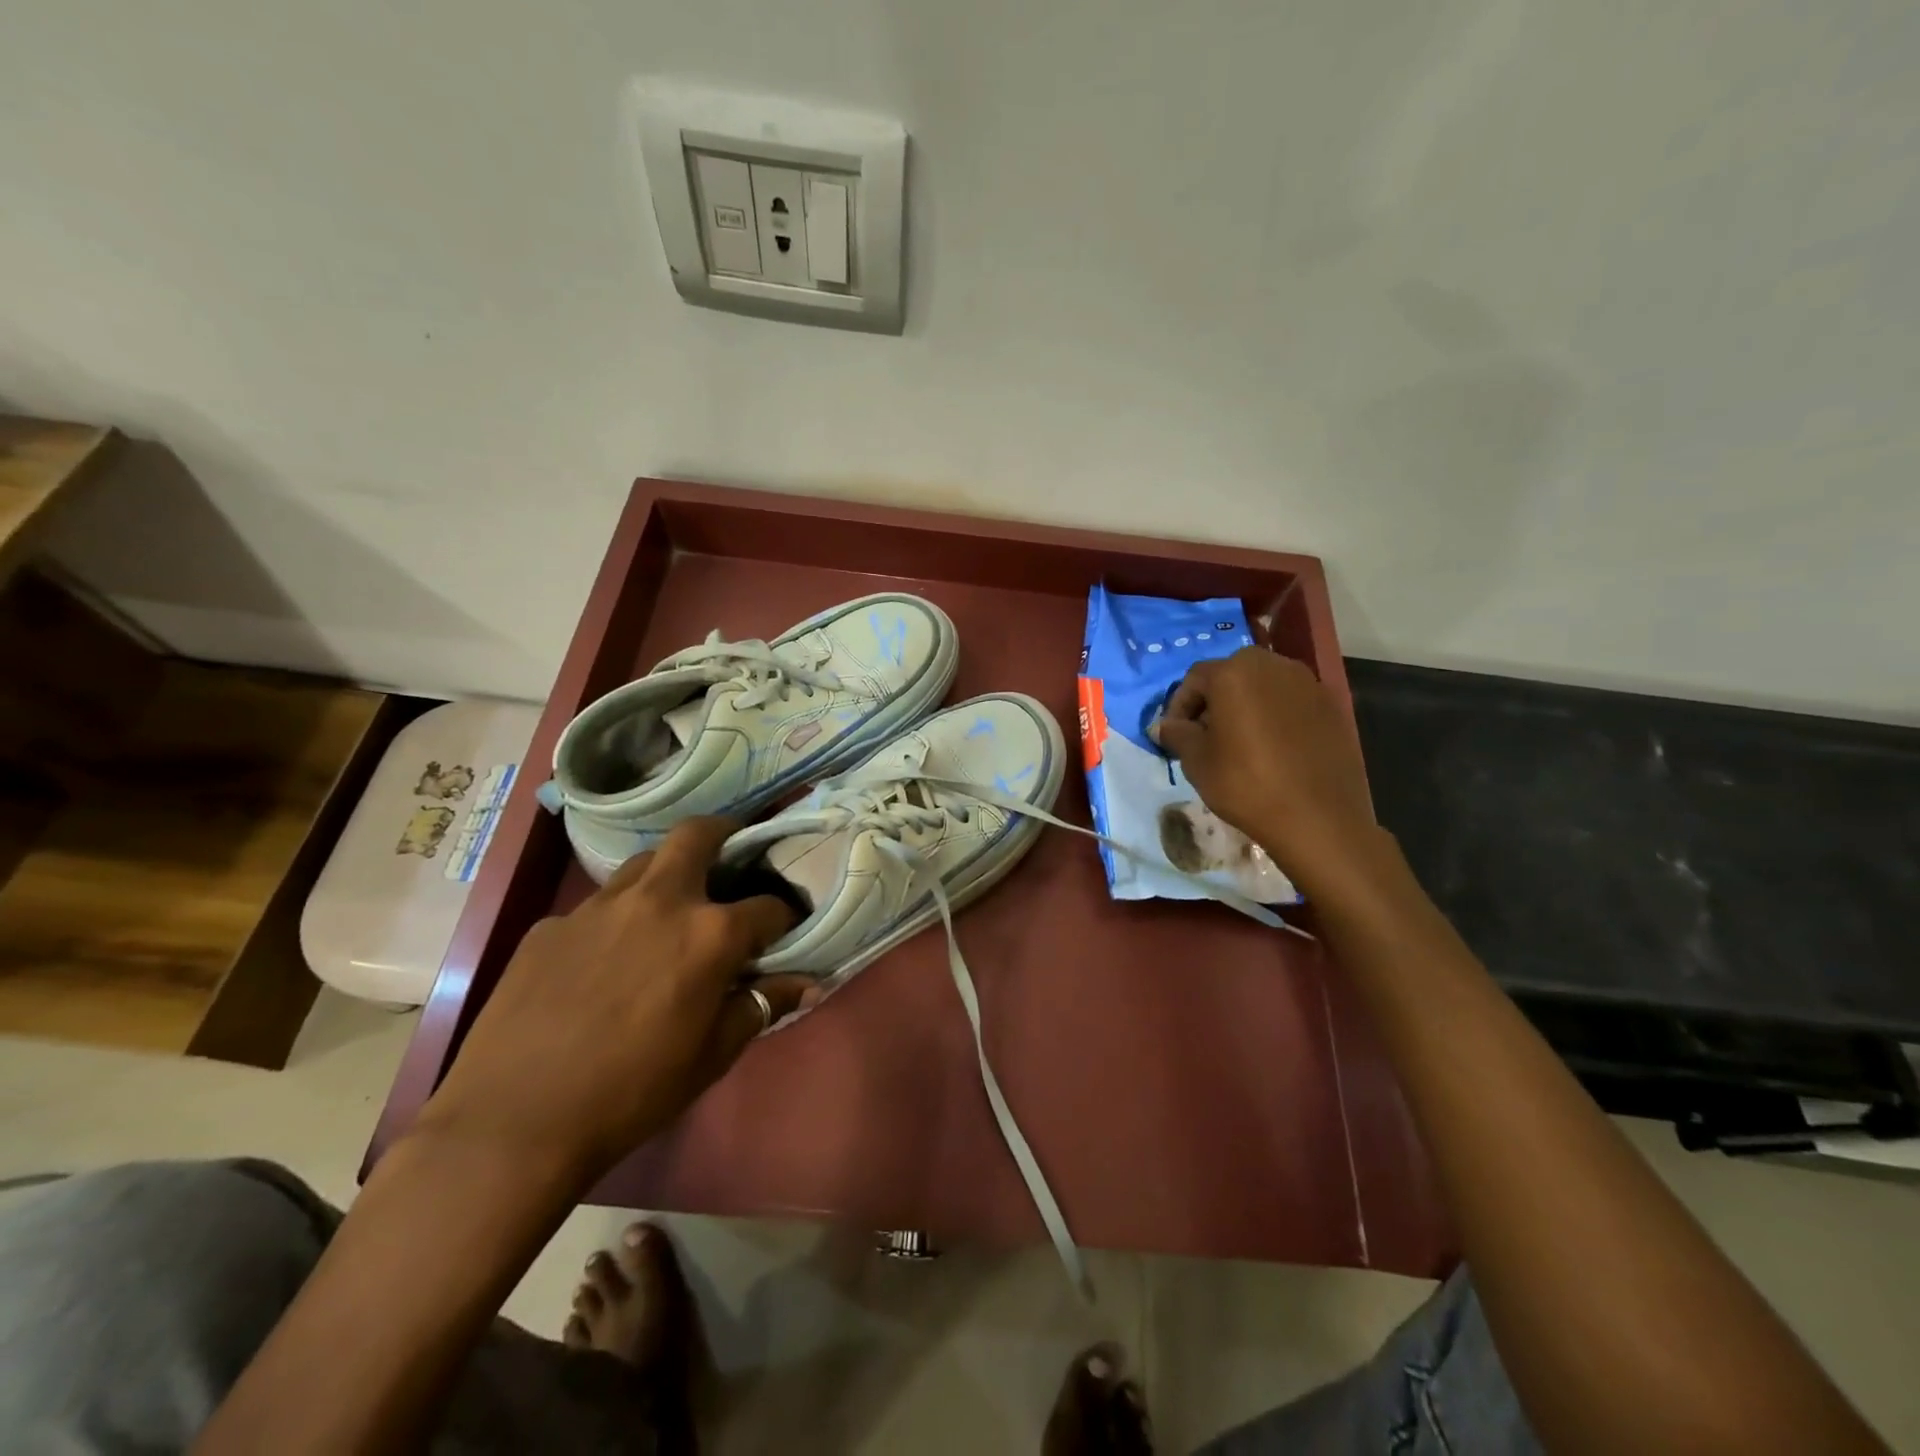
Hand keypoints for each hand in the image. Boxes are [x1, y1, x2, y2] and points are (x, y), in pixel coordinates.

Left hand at [421, 817, 807, 1177]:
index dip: (785, 917)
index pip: (769, 906)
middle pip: (698, 835)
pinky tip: (604, 959)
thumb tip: (806, 982)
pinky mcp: (551, 925)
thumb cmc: (632, 1093)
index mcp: (709, 934)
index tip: (784, 930)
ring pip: (644, 862)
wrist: (512, 1124)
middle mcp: (659, 901)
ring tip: (669, 907)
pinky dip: (616, 919)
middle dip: (724, 833)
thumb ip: (761, 1006)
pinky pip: (596, 907)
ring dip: (667, 873)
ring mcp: (598, 907)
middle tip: (730, 852)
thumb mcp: (711, 1056)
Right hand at [1152, 648, 1384, 891]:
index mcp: (1234, 673)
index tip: (1174, 735)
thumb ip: (1177, 734)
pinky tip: (1272, 749)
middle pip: (1232, 675)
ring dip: (1245, 706)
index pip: (1195, 678)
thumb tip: (1165, 726)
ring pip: (1264, 686)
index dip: (1179, 706)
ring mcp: (1307, 684)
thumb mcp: (1196, 761)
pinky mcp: (1331, 706)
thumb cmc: (1246, 784)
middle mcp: (1272, 665)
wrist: (1318, 818)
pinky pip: (1290, 702)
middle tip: (1205, 735)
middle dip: (1214, 701)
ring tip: (1238, 742)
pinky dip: (1275, 716)